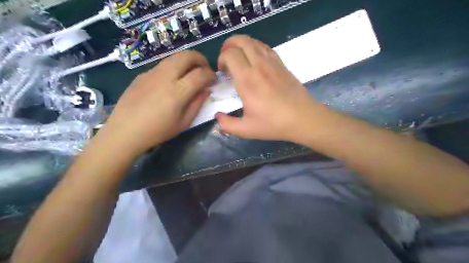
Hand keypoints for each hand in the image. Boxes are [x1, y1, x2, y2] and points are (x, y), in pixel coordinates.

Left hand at [98, 50, 217, 156]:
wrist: (125, 131)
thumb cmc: (158, 131)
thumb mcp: (184, 123)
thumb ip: (197, 104)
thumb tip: (205, 90)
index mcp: (177, 92)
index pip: (200, 74)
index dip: (211, 75)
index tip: (214, 80)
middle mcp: (165, 77)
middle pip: (187, 56)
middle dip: (200, 59)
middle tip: (204, 69)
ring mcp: (151, 73)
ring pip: (174, 57)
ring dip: (186, 61)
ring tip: (190, 73)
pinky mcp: (142, 74)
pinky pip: (162, 65)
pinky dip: (173, 68)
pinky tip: (171, 81)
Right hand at [216, 36, 317, 141]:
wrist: (302, 118)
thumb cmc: (273, 124)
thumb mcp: (246, 130)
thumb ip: (227, 124)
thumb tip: (217, 117)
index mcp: (247, 81)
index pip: (230, 54)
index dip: (221, 59)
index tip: (222, 72)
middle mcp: (258, 66)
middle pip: (241, 41)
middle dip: (228, 45)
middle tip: (226, 58)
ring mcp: (272, 63)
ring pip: (254, 41)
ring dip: (242, 44)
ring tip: (238, 56)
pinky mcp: (281, 64)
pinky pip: (266, 47)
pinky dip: (255, 47)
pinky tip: (254, 59)